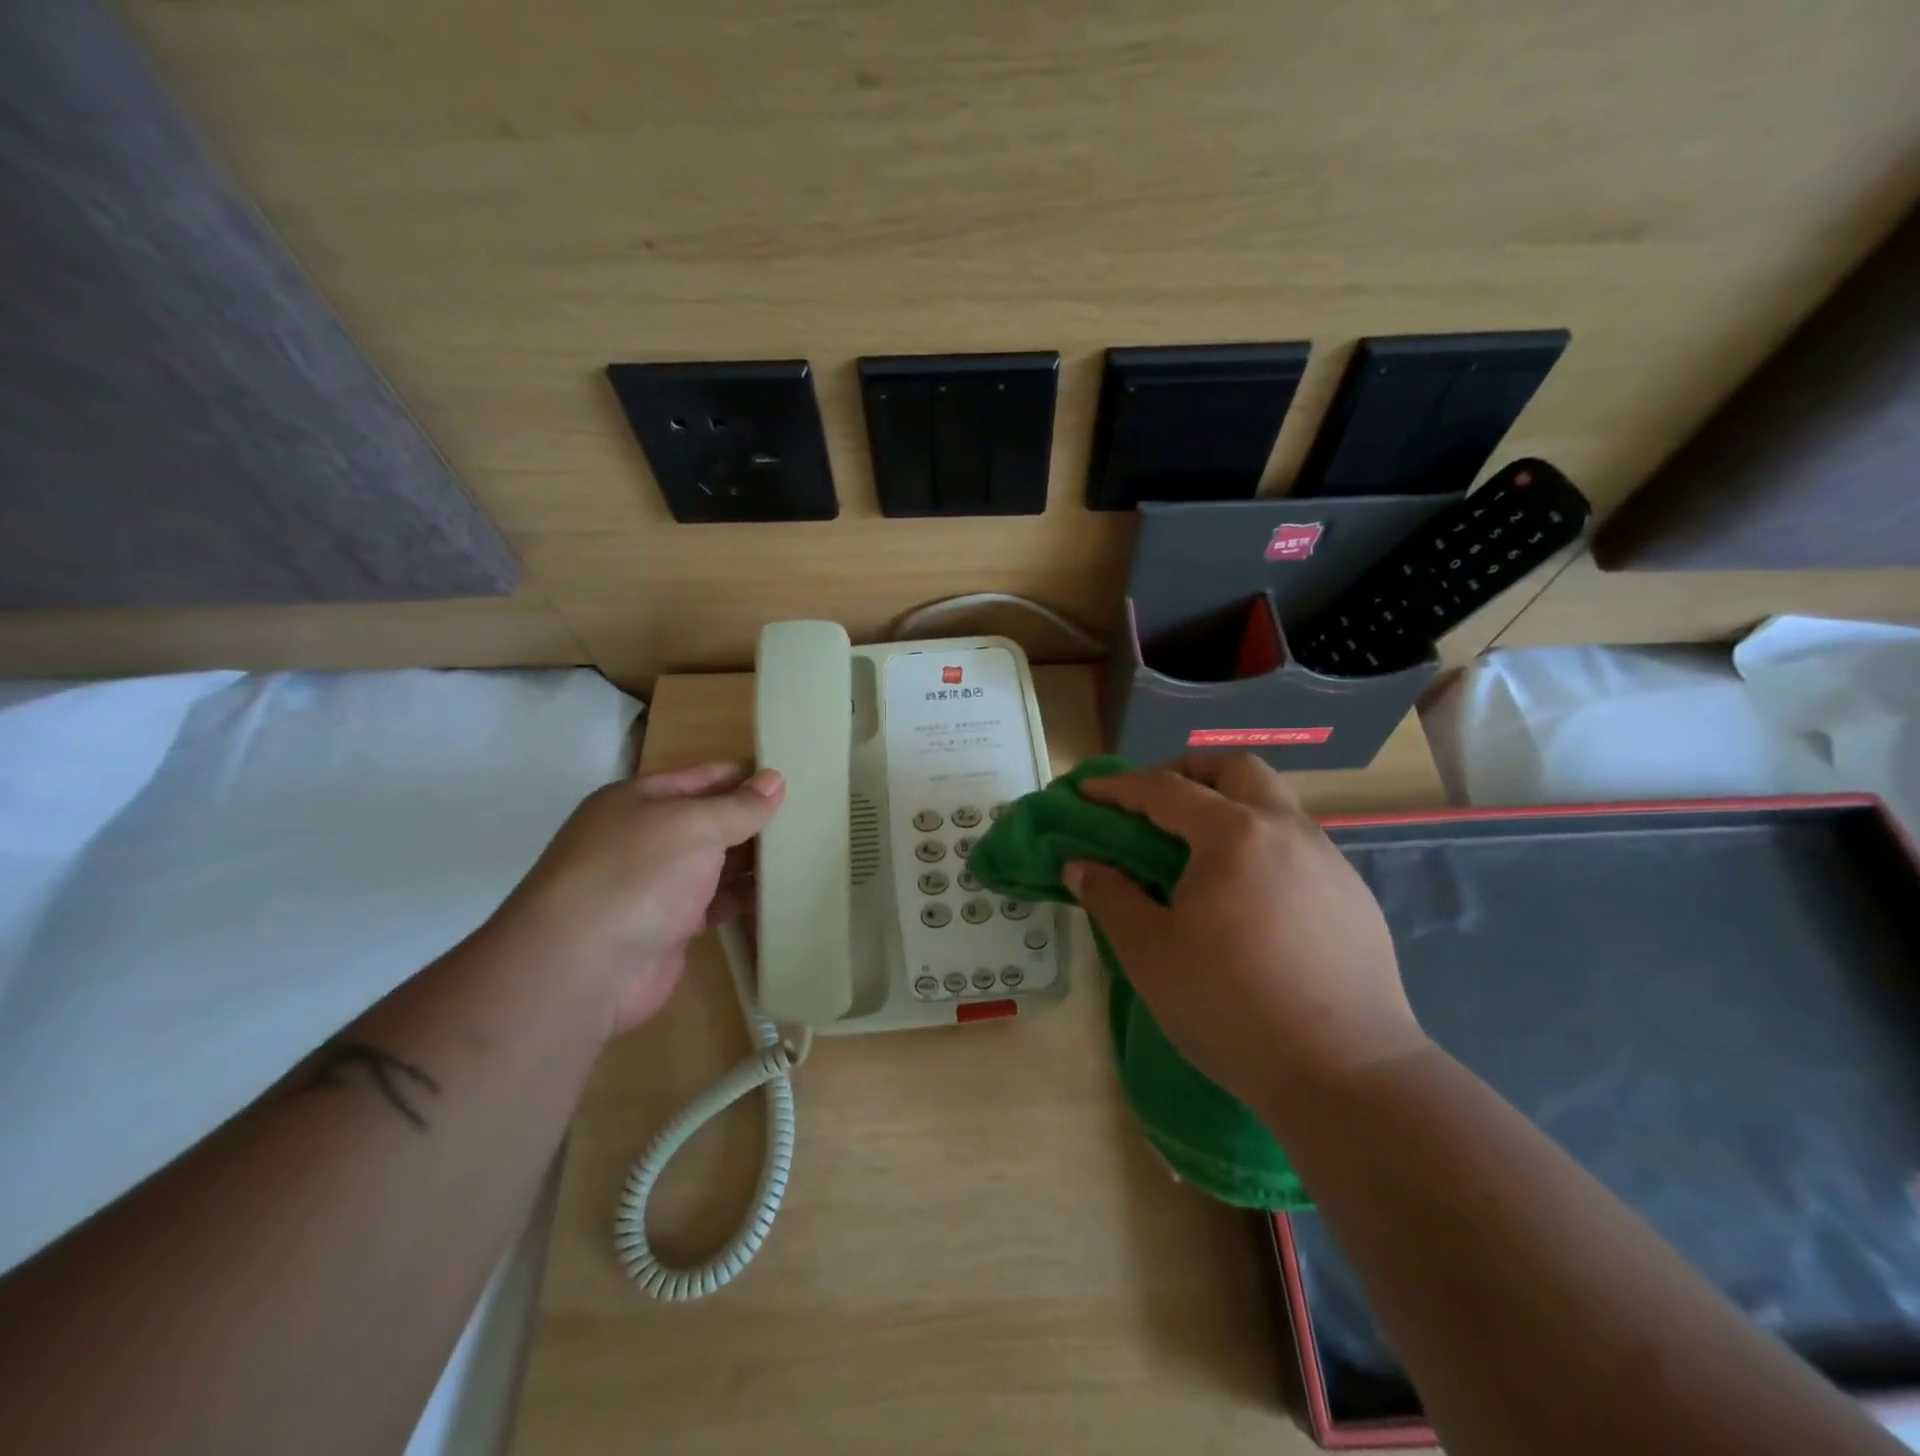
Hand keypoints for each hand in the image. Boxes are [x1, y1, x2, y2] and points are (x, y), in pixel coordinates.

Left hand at [489, 762, 783, 1035]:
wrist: (582, 968)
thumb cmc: (637, 875)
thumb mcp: (693, 826)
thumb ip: (738, 806)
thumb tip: (775, 780)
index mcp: (637, 802)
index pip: (700, 778)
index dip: (743, 777)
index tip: (791, 779)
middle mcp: (643, 839)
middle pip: (708, 821)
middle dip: (752, 820)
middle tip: (808, 818)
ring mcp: (654, 885)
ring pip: (714, 864)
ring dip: (752, 861)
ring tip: (806, 852)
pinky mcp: (669, 927)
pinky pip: (715, 903)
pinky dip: (743, 898)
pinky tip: (782, 894)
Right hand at [1062, 754, 1424, 1119]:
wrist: (1347, 1074)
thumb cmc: (1230, 1005)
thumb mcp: (1149, 952)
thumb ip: (1109, 897)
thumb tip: (1080, 865)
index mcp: (1233, 834)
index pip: (1165, 789)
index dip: (1118, 787)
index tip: (1086, 792)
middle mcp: (1286, 830)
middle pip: (1236, 769)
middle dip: (1188, 772)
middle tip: (1155, 803)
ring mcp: (1329, 861)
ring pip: (1274, 804)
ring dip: (1230, 806)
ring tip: (1199, 853)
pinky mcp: (1354, 897)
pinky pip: (1298, 846)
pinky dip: (1260, 846)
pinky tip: (1248, 898)